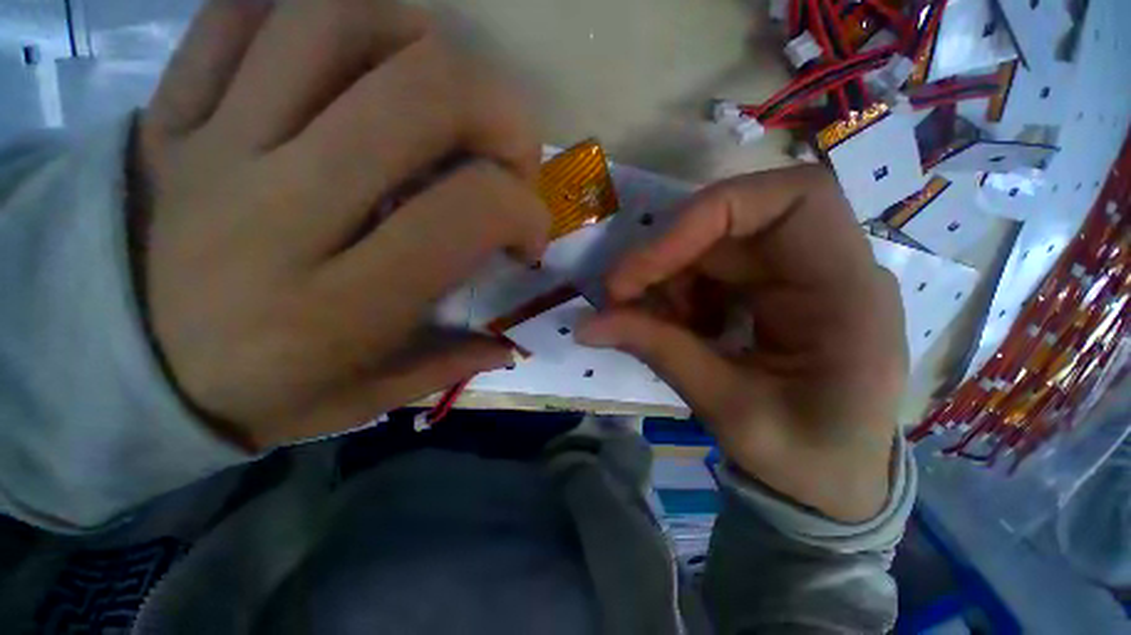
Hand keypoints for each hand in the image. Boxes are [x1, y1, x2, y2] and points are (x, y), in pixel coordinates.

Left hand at [133, 0, 547, 449]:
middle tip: (509, 155)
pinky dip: (320, 16)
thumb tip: (507, 346)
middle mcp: (282, 208)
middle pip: (424, 92)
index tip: (529, 235)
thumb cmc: (250, 396)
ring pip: (339, 22)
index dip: (524, 209)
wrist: (113, 370)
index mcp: (340, 302)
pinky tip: (359, 63)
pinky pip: (245, 12)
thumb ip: (445, 364)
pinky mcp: (170, 108)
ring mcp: (215, 142)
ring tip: (445, 98)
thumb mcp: (362, 400)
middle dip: (500, 114)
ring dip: (425, 47)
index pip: (468, 210)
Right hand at [577, 166, 905, 521]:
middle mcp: (829, 267)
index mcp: (848, 294)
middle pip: (736, 219)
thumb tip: (586, 326)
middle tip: (620, 295)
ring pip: (714, 243)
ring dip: (667, 276)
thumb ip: (659, 353)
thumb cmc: (805, 458)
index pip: (791, 200)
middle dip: (668, 253)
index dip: (706, 214)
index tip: (645, 264)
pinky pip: (711, 267)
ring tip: (647, 322)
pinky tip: (673, 326)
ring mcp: (798, 274)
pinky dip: (677, 290)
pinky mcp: (772, 287)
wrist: (832, 480)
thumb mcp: (729, 410)